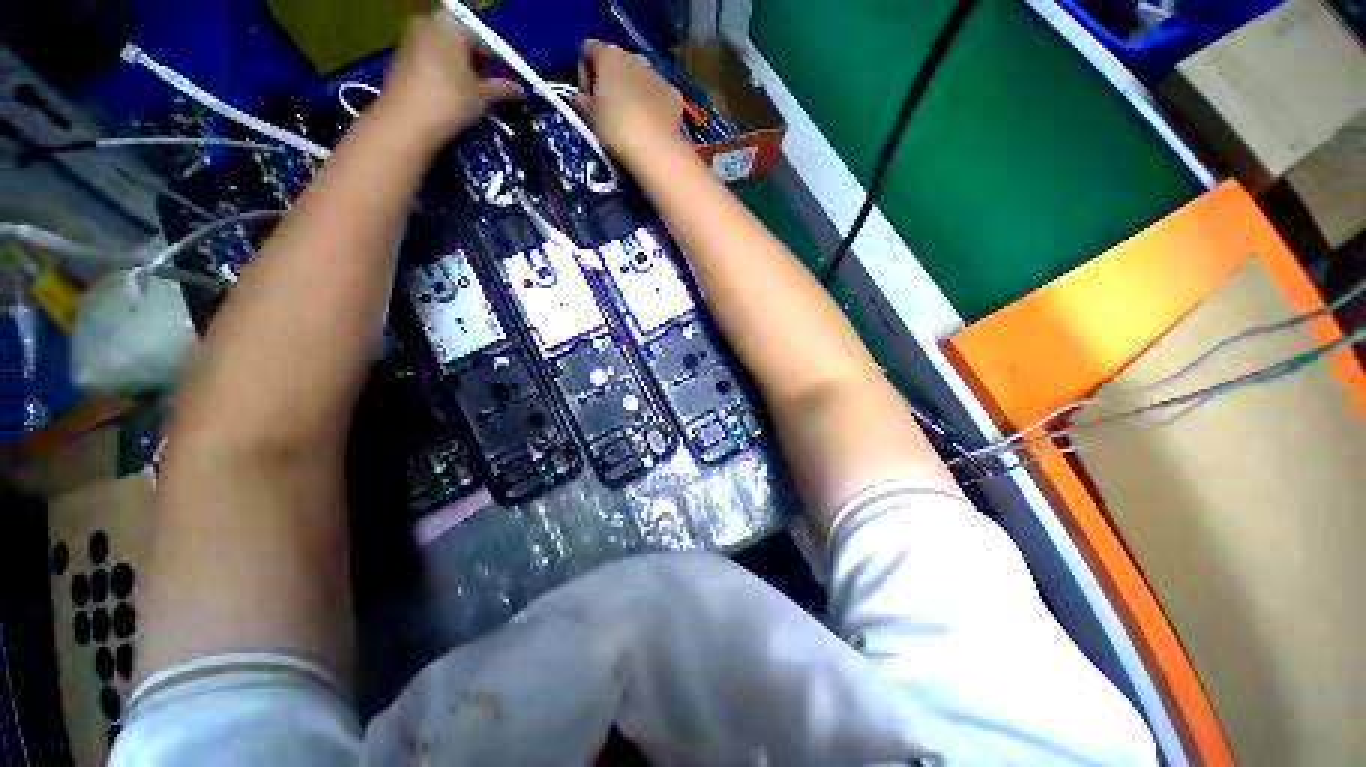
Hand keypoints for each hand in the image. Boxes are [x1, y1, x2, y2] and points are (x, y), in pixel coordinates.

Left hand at [381, 13, 522, 141]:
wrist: (407, 122)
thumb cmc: (450, 100)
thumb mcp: (483, 95)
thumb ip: (503, 88)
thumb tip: (520, 89)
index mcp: (451, 24)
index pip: (484, 37)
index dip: (502, 57)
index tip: (517, 72)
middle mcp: (429, 24)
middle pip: (463, 41)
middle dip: (482, 60)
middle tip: (499, 82)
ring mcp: (412, 40)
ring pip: (448, 52)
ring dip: (465, 68)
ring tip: (481, 91)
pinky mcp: (403, 60)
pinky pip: (434, 61)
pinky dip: (449, 74)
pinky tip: (459, 93)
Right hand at [576, 39, 683, 160]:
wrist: (656, 149)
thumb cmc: (616, 129)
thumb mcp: (590, 116)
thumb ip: (582, 102)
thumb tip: (583, 98)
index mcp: (610, 56)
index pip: (588, 49)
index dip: (583, 73)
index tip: (586, 99)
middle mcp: (635, 58)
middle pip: (617, 63)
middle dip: (610, 83)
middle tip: (607, 112)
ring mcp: (658, 76)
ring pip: (639, 78)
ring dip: (632, 93)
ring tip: (630, 122)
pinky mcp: (674, 95)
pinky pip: (658, 95)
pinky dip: (652, 106)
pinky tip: (650, 127)